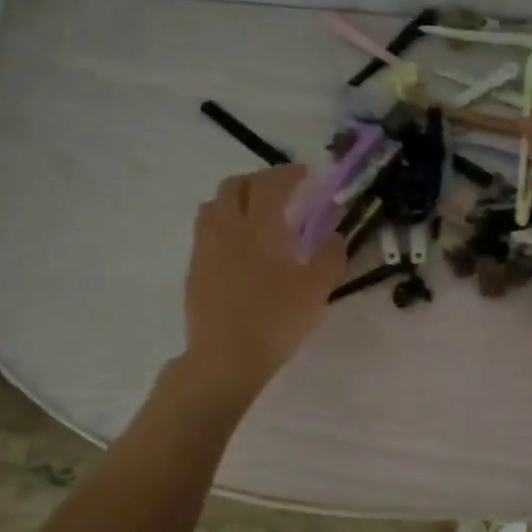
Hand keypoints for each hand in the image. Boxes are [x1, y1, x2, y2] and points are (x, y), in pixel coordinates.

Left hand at [179, 165, 345, 394]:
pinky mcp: (195, 269)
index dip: (288, 174)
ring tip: (255, 213)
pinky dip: (224, 223)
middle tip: (281, 190)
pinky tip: (239, 246)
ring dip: (236, 198)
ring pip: (214, 205)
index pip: (270, 185)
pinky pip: (206, 230)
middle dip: (259, 180)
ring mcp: (205, 248)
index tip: (305, 174)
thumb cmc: (275, 321)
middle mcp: (227, 229)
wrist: (225, 357)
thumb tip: (336, 236)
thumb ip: (330, 258)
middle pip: (234, 186)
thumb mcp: (316, 291)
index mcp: (259, 228)